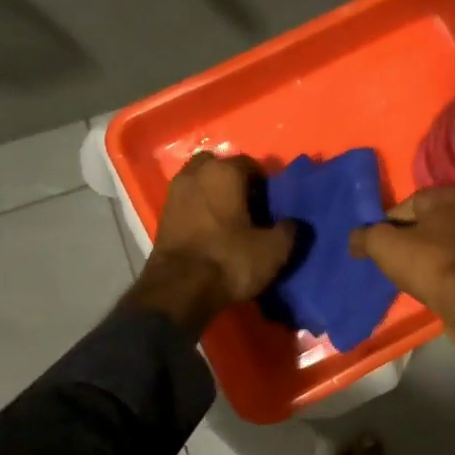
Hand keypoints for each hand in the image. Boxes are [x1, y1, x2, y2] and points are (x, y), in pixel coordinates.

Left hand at [134, 153, 295, 332]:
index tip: (272, 204)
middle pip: (219, 166)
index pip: (250, 164)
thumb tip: (292, 223)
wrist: (178, 290)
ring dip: (214, 194)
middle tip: (249, 205)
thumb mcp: (273, 250)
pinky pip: (188, 202)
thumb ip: (289, 230)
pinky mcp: (162, 216)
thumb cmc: (229, 260)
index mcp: (224, 172)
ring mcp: (174, 193)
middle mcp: (195, 174)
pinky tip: (212, 230)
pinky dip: (199, 209)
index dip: (265, 183)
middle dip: (233, 180)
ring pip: (200, 182)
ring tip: (230, 219)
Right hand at [348, 186, 454, 315]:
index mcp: (451, 193)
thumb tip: (355, 239)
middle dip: (414, 238)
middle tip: (398, 260)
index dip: (389, 225)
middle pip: (432, 221)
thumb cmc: (429, 263)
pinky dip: (452, 266)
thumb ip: (365, 236)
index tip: (380, 246)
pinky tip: (440, 282)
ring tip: (418, 274)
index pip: (409, 204)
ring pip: (451, 240)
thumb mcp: (385, 246)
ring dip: (434, 253)